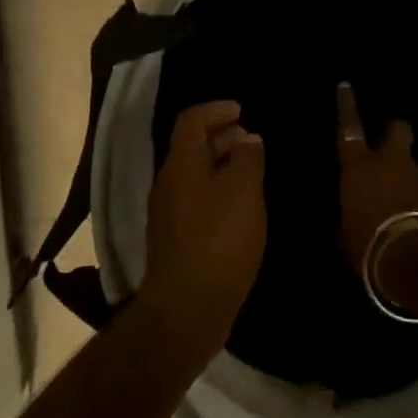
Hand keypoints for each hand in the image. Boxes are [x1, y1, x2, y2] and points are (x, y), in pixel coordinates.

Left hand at [141, 100, 266, 356]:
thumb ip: (247, 158)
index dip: (216, 109)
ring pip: (193, 175)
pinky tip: (239, 208)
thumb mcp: (243, 192)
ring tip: (250, 171)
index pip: (191, 121)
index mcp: (180, 165)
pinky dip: (217, 191)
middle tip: (250, 139)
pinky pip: (196, 200)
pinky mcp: (175, 239)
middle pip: (190, 147)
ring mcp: (167, 213)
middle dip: (220, 136)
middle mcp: (167, 183)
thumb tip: (246, 139)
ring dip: (219, 165)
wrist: (187, 307)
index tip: (241, 110)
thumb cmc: (219, 241)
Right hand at [335, 81, 417, 270]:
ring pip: (413, 168)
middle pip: (397, 131)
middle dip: (394, 132)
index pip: (348, 128)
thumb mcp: (343, 236)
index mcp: (359, 166)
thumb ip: (342, 220)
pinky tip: (415, 225)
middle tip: (390, 145)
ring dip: (408, 182)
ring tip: (401, 209)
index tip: (346, 85)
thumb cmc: (367, 243)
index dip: (346, 105)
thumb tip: (338, 224)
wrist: (417, 260)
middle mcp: (391, 163)